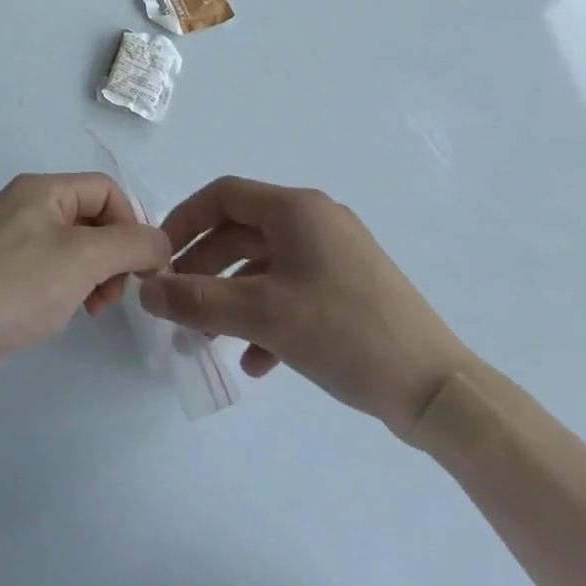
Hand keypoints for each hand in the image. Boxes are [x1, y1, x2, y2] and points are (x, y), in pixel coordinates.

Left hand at [0, 173, 170, 380]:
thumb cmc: (19, 287)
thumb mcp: (84, 258)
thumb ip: (131, 245)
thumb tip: (160, 243)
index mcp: (40, 189)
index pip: (105, 190)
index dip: (131, 224)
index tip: (140, 269)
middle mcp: (24, 205)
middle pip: (90, 217)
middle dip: (113, 254)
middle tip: (113, 295)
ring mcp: (9, 240)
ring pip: (73, 247)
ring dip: (94, 275)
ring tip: (92, 308)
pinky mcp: (0, 274)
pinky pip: (50, 270)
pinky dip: (68, 287)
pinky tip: (64, 314)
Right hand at [139, 177, 474, 437]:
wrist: (439, 391)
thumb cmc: (345, 333)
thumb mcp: (264, 315)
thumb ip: (198, 300)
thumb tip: (146, 290)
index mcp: (296, 209)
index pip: (224, 195)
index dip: (186, 219)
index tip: (162, 254)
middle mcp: (315, 219)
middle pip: (242, 230)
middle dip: (206, 267)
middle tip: (179, 301)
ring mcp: (337, 254)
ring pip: (266, 264)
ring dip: (233, 296)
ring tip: (210, 337)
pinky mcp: (351, 288)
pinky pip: (294, 289)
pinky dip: (268, 315)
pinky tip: (256, 360)